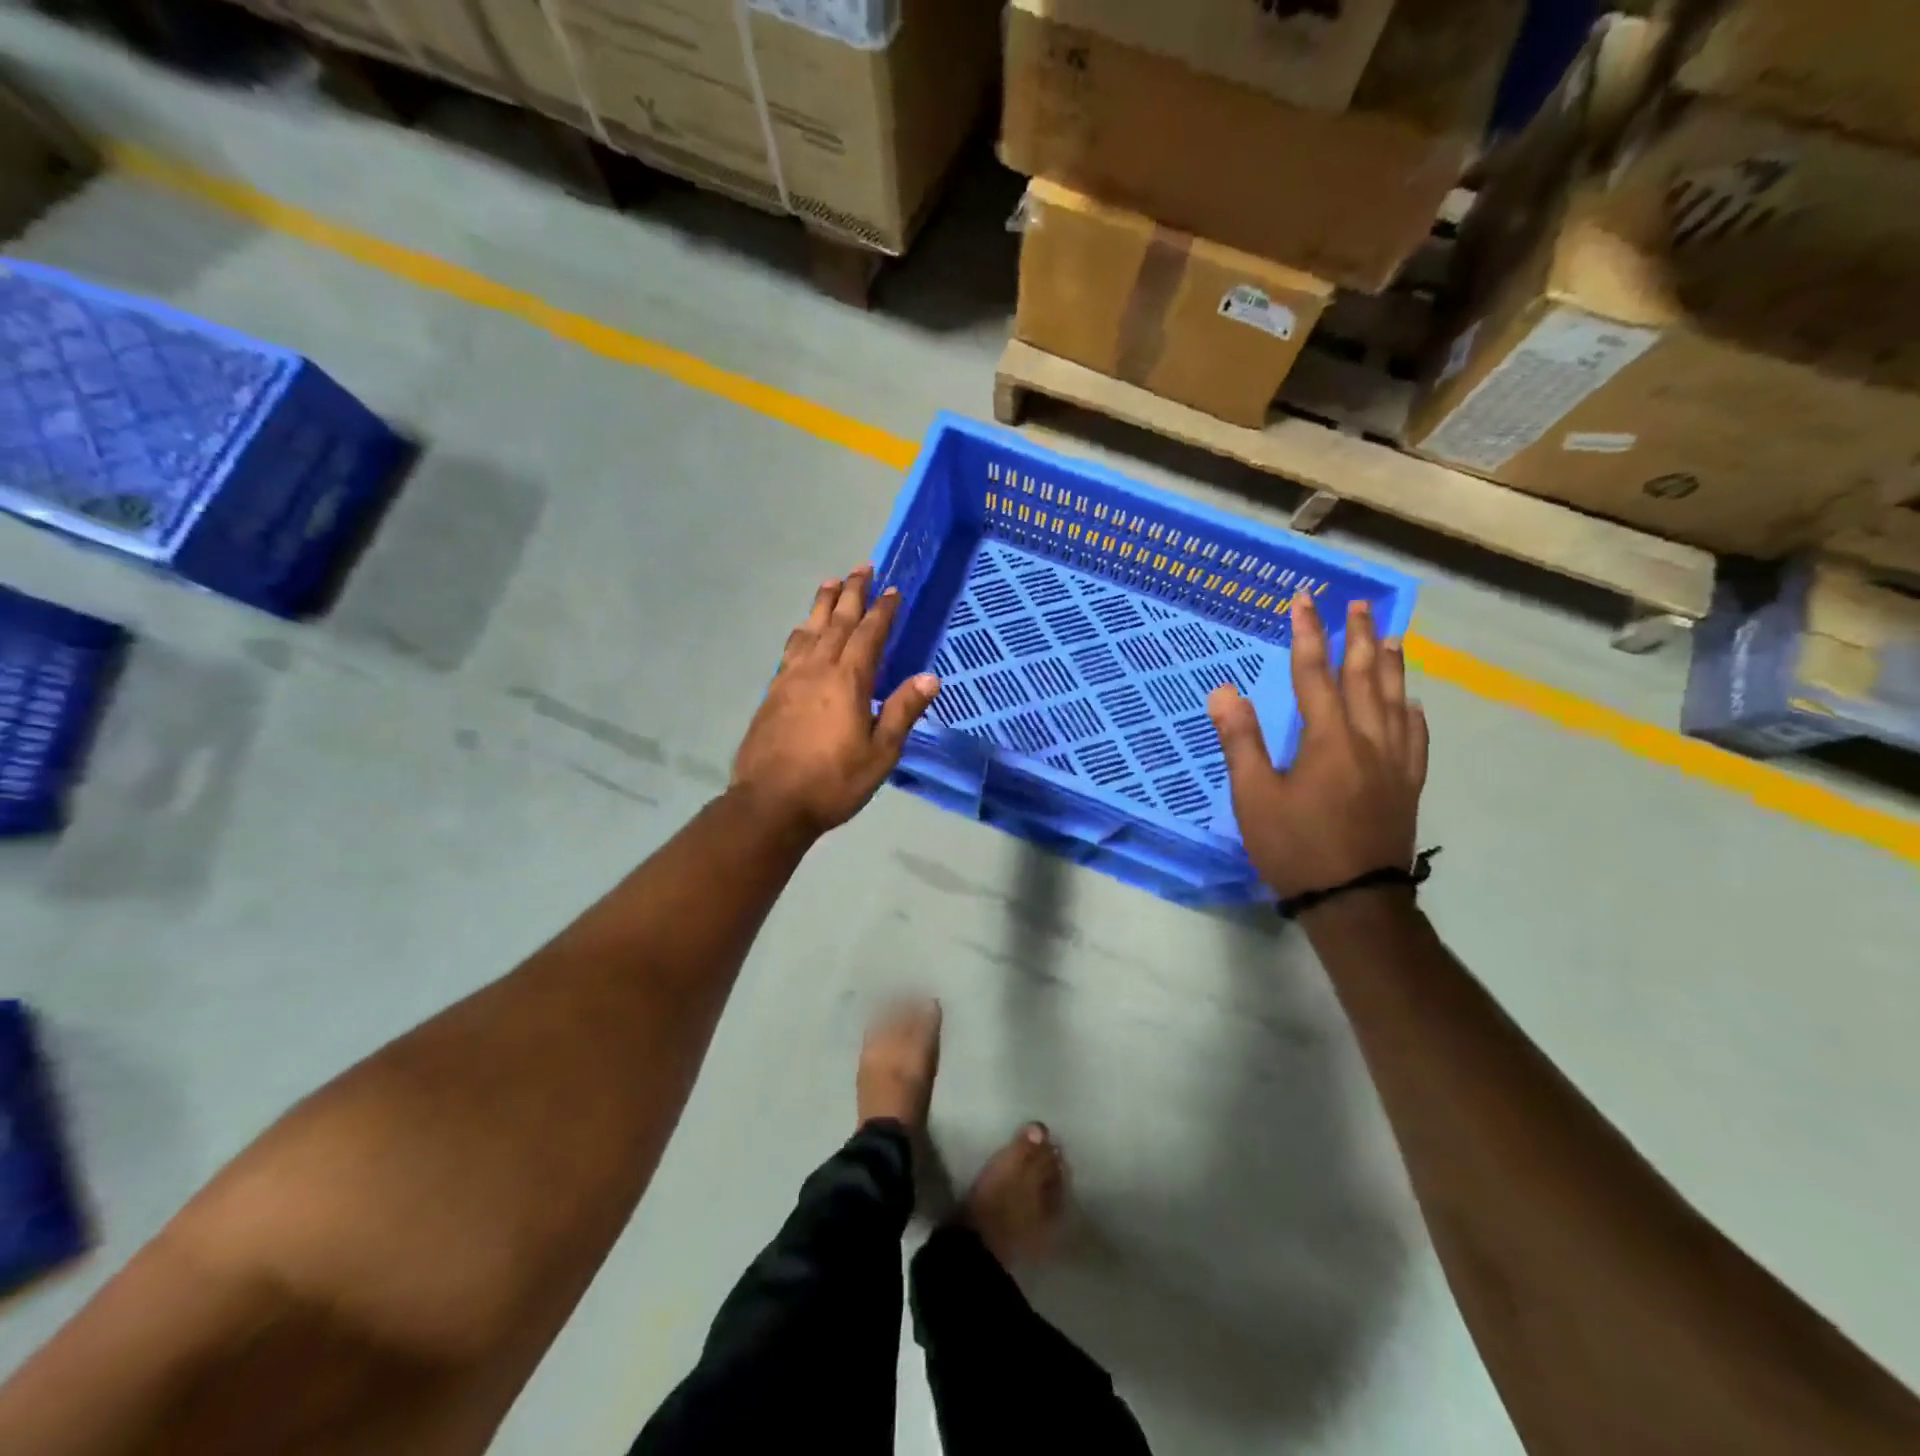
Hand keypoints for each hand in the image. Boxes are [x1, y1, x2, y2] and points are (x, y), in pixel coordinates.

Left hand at [731, 567, 940, 838]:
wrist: (770, 802)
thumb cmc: (833, 781)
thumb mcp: (880, 752)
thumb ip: (902, 711)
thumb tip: (930, 677)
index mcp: (848, 680)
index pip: (869, 635)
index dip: (883, 611)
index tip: (894, 590)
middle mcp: (817, 669)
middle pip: (837, 621)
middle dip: (852, 593)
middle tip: (862, 567)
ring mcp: (790, 678)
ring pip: (809, 630)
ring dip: (822, 604)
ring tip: (830, 583)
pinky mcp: (773, 693)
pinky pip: (791, 649)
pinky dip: (802, 632)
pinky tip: (802, 632)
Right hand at [1208, 593, 1427, 901]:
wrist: (1354, 900)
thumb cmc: (1295, 847)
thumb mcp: (1254, 797)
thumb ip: (1241, 741)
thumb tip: (1224, 691)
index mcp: (1327, 739)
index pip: (1315, 674)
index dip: (1308, 634)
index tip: (1304, 600)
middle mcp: (1367, 740)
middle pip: (1365, 677)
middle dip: (1358, 637)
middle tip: (1359, 603)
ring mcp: (1394, 763)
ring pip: (1396, 701)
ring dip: (1391, 665)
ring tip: (1389, 637)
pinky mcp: (1407, 786)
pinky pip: (1416, 739)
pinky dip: (1413, 714)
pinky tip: (1414, 704)